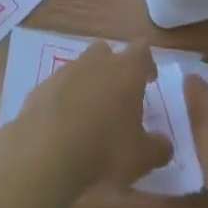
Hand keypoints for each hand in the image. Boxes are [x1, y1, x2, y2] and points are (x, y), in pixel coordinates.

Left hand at [4, 40, 171, 196]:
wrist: (47, 150)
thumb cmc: (105, 149)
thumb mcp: (141, 157)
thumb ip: (158, 149)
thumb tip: (164, 145)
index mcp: (126, 71)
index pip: (142, 50)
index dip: (147, 63)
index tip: (149, 79)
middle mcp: (96, 62)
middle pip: (108, 52)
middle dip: (114, 69)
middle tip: (119, 96)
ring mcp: (66, 70)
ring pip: (82, 67)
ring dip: (89, 83)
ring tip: (91, 114)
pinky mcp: (42, 85)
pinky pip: (60, 86)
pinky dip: (65, 98)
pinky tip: (65, 125)